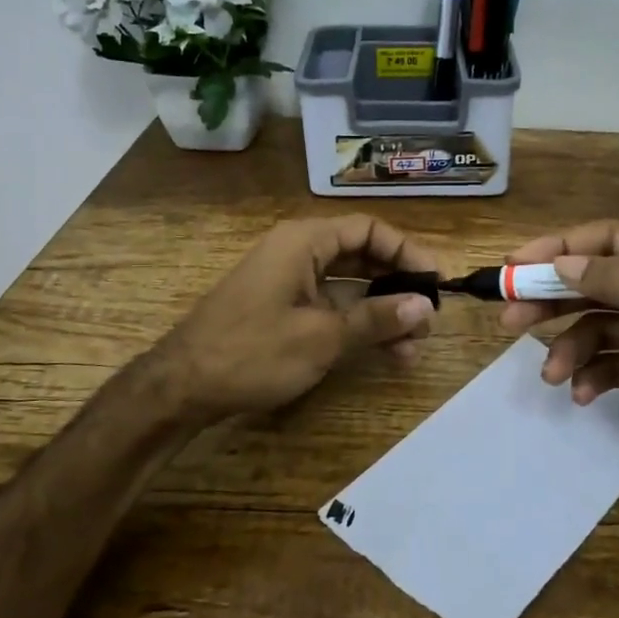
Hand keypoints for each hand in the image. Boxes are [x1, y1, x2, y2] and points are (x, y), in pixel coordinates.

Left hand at [153, 215, 437, 420]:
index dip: (407, 251)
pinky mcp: (283, 309)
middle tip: (428, 320)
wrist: (182, 387)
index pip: (369, 230)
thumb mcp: (322, 337)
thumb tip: (426, 305)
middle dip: (398, 287)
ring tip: (412, 346)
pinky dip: (357, 324)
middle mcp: (298, 253)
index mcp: (304, 242)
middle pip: (362, 257)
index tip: (437, 280)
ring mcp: (289, 282)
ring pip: (349, 286)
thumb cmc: (252, 352)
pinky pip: (331, 306)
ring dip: (382, 312)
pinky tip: (383, 351)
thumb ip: (376, 318)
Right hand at [500, 220, 618, 506]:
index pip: (609, 239)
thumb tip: (563, 264)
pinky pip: (604, 363)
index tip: (518, 265)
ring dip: (566, 348)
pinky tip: (582, 395)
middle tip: (508, 317)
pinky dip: (588, 376)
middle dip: (549, 298)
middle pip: (592, 282)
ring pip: (592, 326)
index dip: (561, 247)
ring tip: (550, 376)